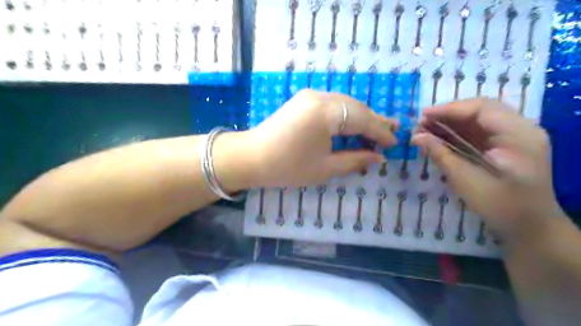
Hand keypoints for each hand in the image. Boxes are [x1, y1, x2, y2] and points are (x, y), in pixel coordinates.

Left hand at [245, 89, 399, 187]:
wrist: (251, 158)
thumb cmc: (287, 167)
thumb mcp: (325, 168)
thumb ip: (355, 160)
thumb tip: (378, 158)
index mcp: (326, 113)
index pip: (362, 120)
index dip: (380, 132)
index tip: (394, 143)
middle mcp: (320, 97)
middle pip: (355, 108)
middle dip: (374, 121)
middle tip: (392, 131)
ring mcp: (310, 96)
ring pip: (345, 104)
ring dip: (361, 117)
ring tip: (377, 128)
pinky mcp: (303, 100)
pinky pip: (332, 104)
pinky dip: (345, 115)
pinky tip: (353, 124)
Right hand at [410, 98, 564, 243]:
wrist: (531, 227)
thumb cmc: (501, 207)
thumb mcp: (467, 181)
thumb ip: (441, 155)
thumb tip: (416, 137)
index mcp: (519, 136)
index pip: (482, 109)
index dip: (449, 109)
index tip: (422, 115)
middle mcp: (521, 129)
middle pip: (480, 109)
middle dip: (448, 114)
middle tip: (421, 124)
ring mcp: (515, 136)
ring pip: (478, 118)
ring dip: (450, 122)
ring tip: (425, 129)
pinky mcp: (506, 144)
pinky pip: (479, 130)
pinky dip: (457, 132)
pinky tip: (439, 136)